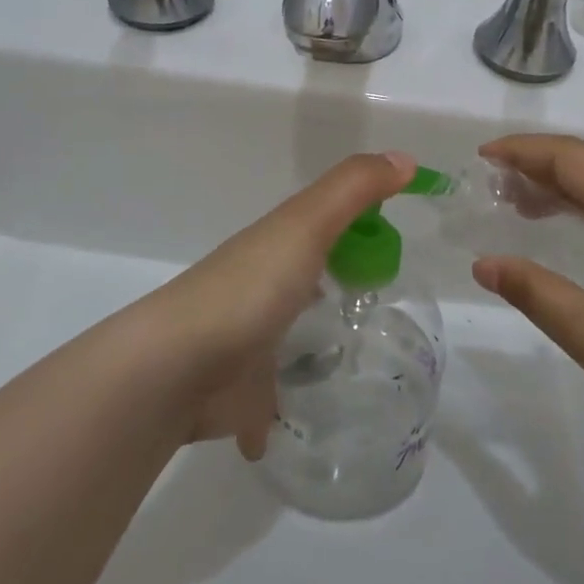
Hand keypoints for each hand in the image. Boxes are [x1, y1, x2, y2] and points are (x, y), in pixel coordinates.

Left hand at [122, 151, 414, 458]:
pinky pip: (271, 406)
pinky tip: (310, 427)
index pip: (321, 230)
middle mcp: (260, 292)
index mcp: (275, 249)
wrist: (178, 368)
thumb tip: (404, 157)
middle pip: (305, 284)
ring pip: (288, 342)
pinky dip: (282, 415)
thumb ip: (354, 189)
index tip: (394, 250)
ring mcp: (248, 346)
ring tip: (368, 371)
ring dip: (313, 351)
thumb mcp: (306, 224)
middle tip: (387, 311)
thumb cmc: (250, 288)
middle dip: (335, 291)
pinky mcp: (242, 397)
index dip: (355, 232)